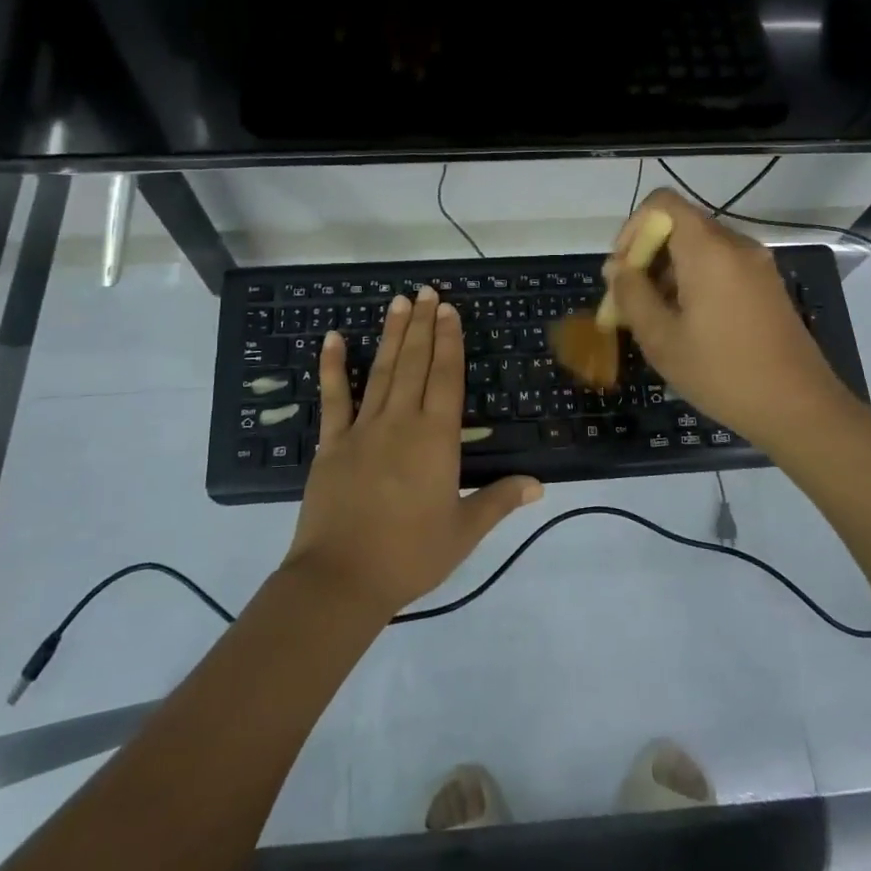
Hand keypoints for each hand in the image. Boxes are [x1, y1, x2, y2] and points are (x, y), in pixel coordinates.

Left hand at [283, 288, 542, 618]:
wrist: (341, 579)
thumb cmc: (410, 555)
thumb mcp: (464, 531)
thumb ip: (500, 500)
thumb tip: (539, 485)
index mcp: (436, 438)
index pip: (446, 377)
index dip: (449, 341)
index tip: (449, 310)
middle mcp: (401, 422)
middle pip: (415, 363)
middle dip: (423, 325)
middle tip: (426, 291)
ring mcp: (362, 429)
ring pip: (381, 371)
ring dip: (392, 335)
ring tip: (398, 302)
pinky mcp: (331, 444)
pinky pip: (333, 398)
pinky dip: (332, 367)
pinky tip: (333, 338)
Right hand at [606, 189, 858, 454]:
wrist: (799, 408)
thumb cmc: (722, 373)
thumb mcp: (662, 339)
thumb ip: (632, 295)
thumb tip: (617, 268)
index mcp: (708, 250)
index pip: (662, 203)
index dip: (633, 228)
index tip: (622, 270)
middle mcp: (735, 245)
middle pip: (679, 226)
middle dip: (646, 257)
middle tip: (629, 302)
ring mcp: (756, 264)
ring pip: (698, 248)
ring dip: (668, 273)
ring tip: (654, 320)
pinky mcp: (766, 285)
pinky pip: (720, 266)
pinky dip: (694, 282)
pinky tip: (687, 325)